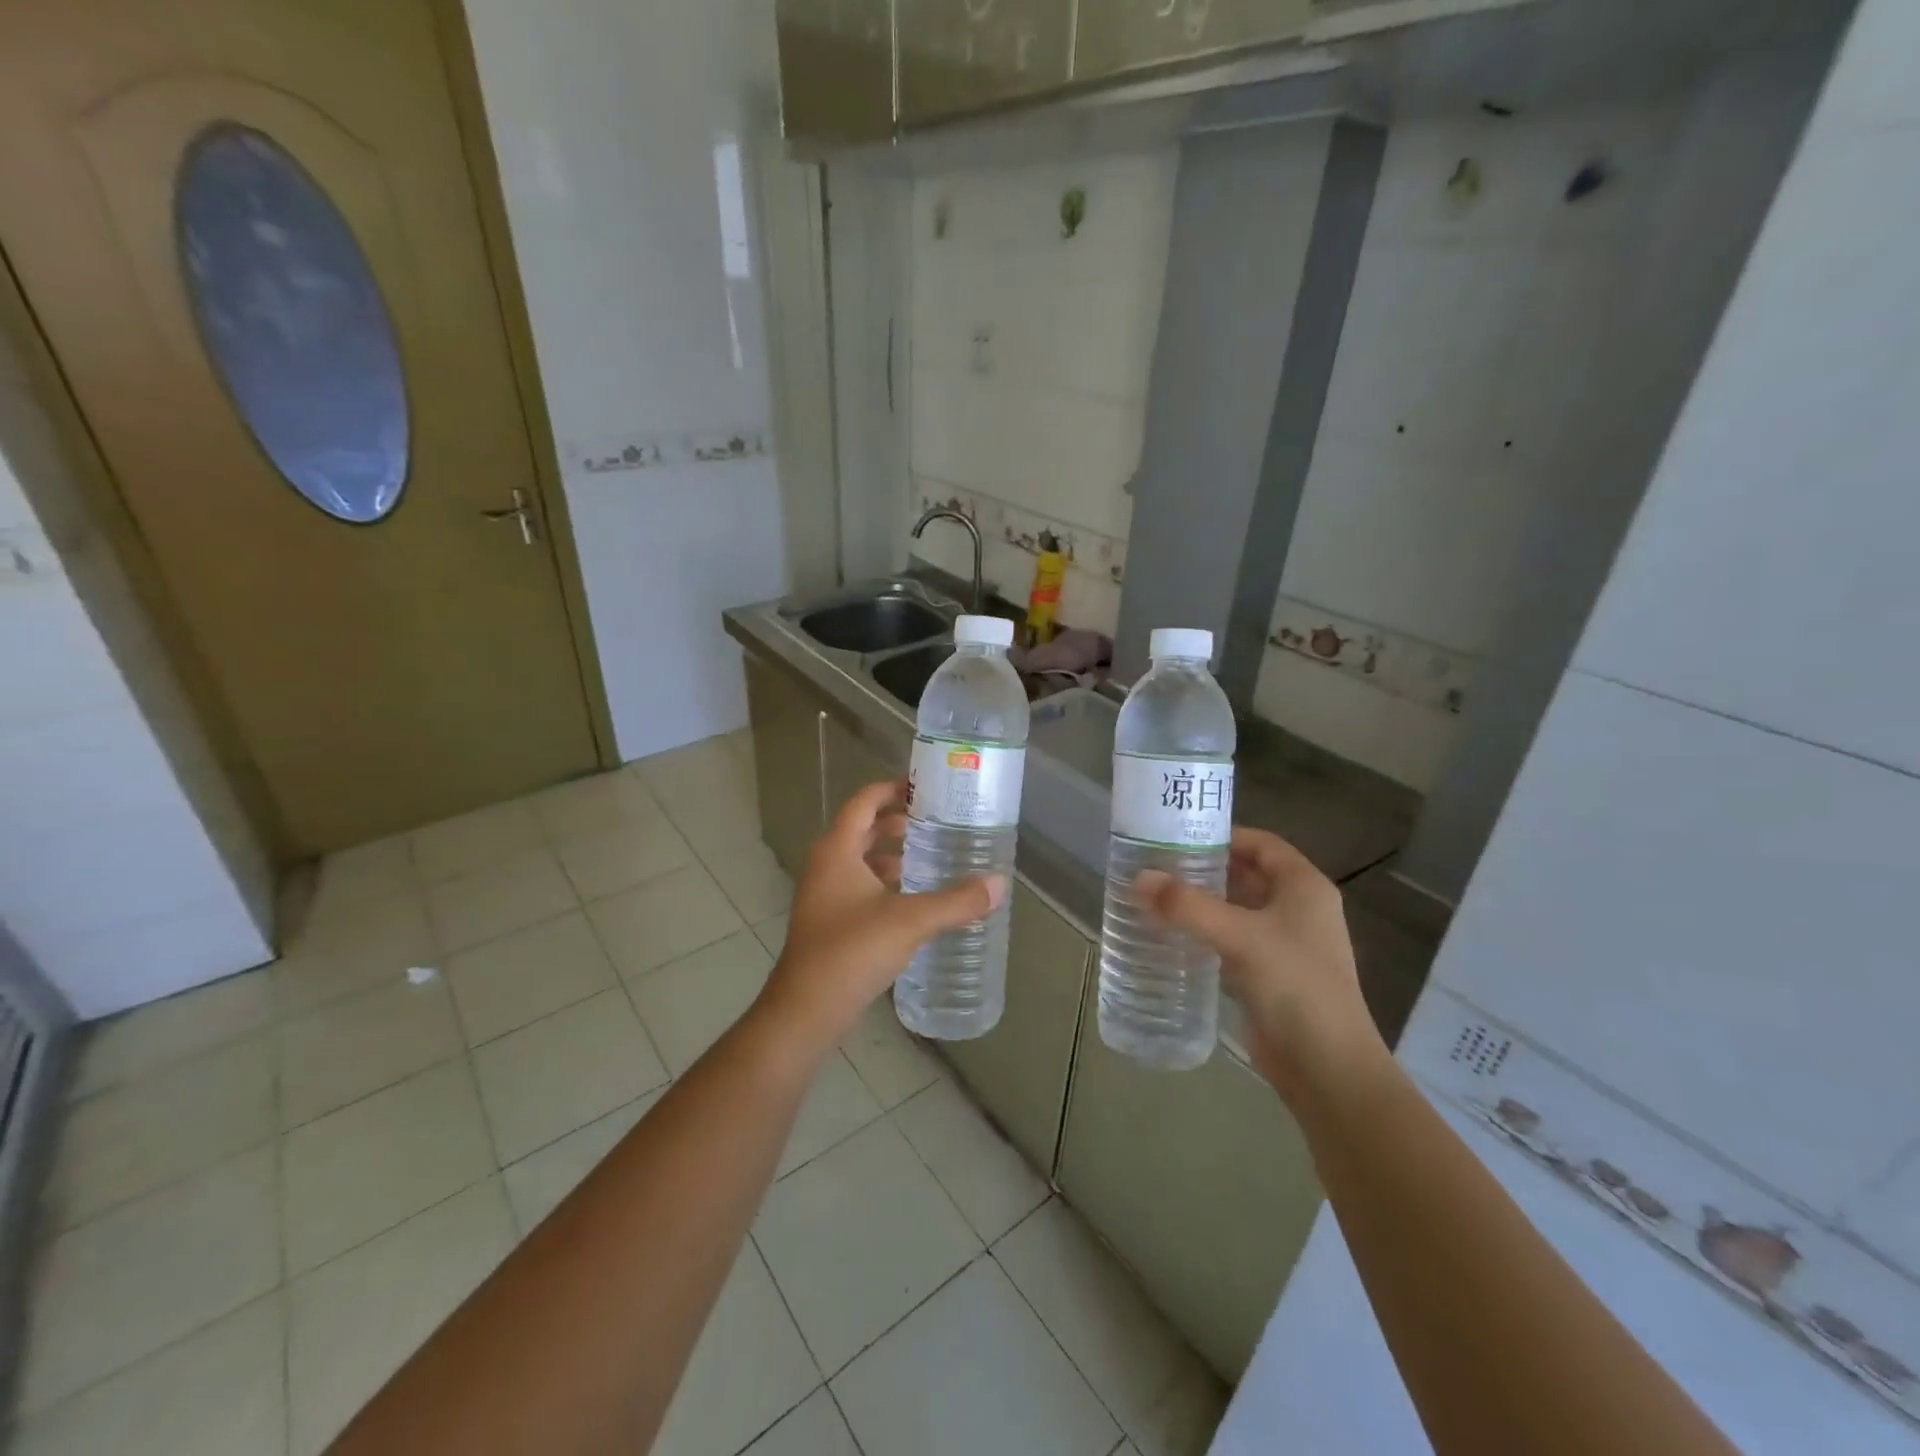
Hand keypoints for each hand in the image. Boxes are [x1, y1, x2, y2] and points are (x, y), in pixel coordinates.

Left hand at [756, 780, 1005, 1054]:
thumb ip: (956, 901)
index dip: (892, 789)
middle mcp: (826, 865)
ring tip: (930, 859)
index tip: (925, 788)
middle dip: (897, 823)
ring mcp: (824, 895)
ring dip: (891, 855)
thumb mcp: (910, 921)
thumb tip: (998, 883)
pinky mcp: (829, 922)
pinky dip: (885, 884)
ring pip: (860, 861)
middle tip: (935, 824)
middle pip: (862, 829)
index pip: (863, 802)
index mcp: (837, 850)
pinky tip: (913, 901)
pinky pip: (859, 887)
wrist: (806, 1010)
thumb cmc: (852, 951)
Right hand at [1136, 828, 1386, 1103]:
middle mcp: (1298, 909)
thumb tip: (1139, 878)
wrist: (1327, 1068)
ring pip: (1237, 909)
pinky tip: (1171, 937)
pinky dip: (1205, 934)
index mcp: (1304, 887)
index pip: (1261, 844)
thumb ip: (1187, 906)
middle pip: (1246, 875)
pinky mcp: (1269, 975)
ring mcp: (1285, 944)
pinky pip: (1231, 941)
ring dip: (1201, 903)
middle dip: (1204, 869)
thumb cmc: (1294, 986)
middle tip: (1156, 865)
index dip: (1223, 835)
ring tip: (1155, 896)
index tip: (1177, 836)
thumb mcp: (1239, 936)